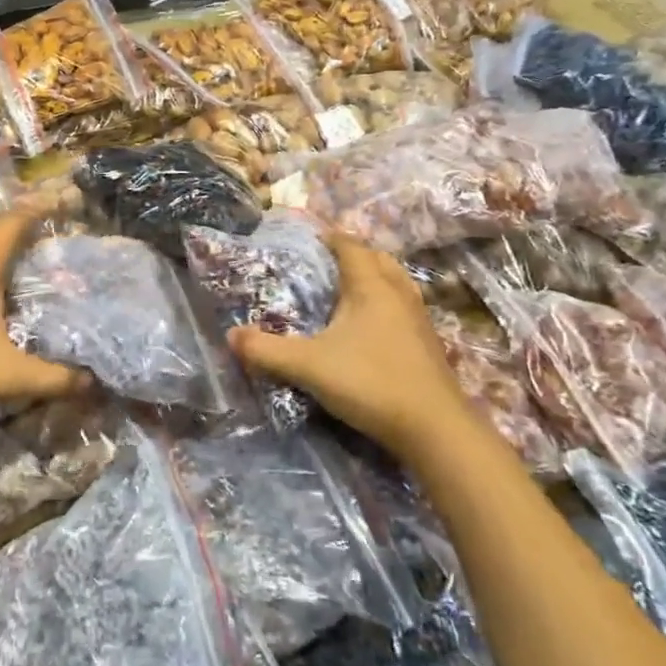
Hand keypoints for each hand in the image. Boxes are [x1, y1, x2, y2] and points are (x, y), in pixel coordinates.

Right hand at [229, 234, 471, 461]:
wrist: (435, 428)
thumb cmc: (370, 382)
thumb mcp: (308, 366)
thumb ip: (266, 351)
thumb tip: (231, 335)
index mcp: (371, 287)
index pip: (351, 246)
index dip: (331, 238)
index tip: (312, 237)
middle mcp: (398, 294)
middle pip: (378, 259)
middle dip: (355, 254)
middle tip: (329, 262)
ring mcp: (418, 320)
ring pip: (397, 283)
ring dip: (376, 278)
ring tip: (351, 289)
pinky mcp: (428, 345)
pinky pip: (404, 308)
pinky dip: (387, 304)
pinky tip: (373, 328)